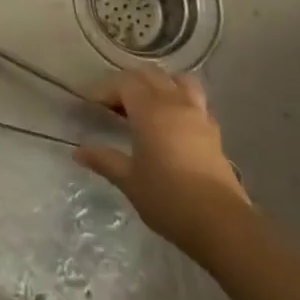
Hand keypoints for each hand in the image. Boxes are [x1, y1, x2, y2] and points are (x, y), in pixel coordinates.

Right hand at [74, 69, 252, 256]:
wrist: (221, 224)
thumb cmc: (168, 199)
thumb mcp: (129, 181)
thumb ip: (104, 160)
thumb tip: (78, 150)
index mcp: (150, 111)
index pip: (124, 82)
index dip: (105, 89)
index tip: (92, 105)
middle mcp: (175, 104)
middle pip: (150, 75)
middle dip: (128, 83)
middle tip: (113, 105)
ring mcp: (198, 115)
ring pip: (177, 81)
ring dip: (159, 84)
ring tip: (146, 104)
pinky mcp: (214, 131)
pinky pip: (195, 101)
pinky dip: (180, 100)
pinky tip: (172, 122)